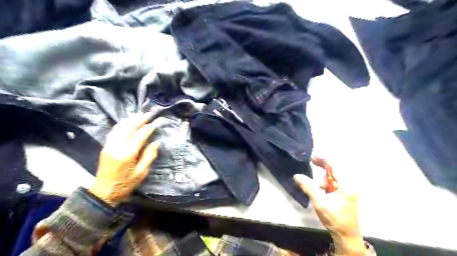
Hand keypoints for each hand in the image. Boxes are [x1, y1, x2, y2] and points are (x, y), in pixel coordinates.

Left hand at [89, 113, 159, 206]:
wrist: (103, 192)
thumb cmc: (125, 184)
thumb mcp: (141, 173)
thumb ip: (149, 156)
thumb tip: (156, 142)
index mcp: (128, 154)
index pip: (140, 136)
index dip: (148, 128)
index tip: (155, 123)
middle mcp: (117, 146)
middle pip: (129, 128)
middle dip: (139, 120)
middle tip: (148, 114)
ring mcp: (109, 145)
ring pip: (120, 127)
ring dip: (130, 120)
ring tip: (139, 115)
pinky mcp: (105, 146)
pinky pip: (113, 131)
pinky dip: (121, 124)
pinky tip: (127, 122)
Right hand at [297, 158, 366, 255]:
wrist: (346, 235)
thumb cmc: (334, 219)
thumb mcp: (319, 202)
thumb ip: (308, 187)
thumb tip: (297, 176)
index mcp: (346, 185)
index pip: (335, 166)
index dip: (324, 159)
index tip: (312, 156)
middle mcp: (350, 185)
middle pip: (335, 169)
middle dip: (323, 166)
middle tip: (312, 161)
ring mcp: (349, 189)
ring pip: (334, 176)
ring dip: (324, 178)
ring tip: (317, 188)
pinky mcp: (346, 193)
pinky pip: (335, 182)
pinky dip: (327, 183)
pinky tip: (322, 190)